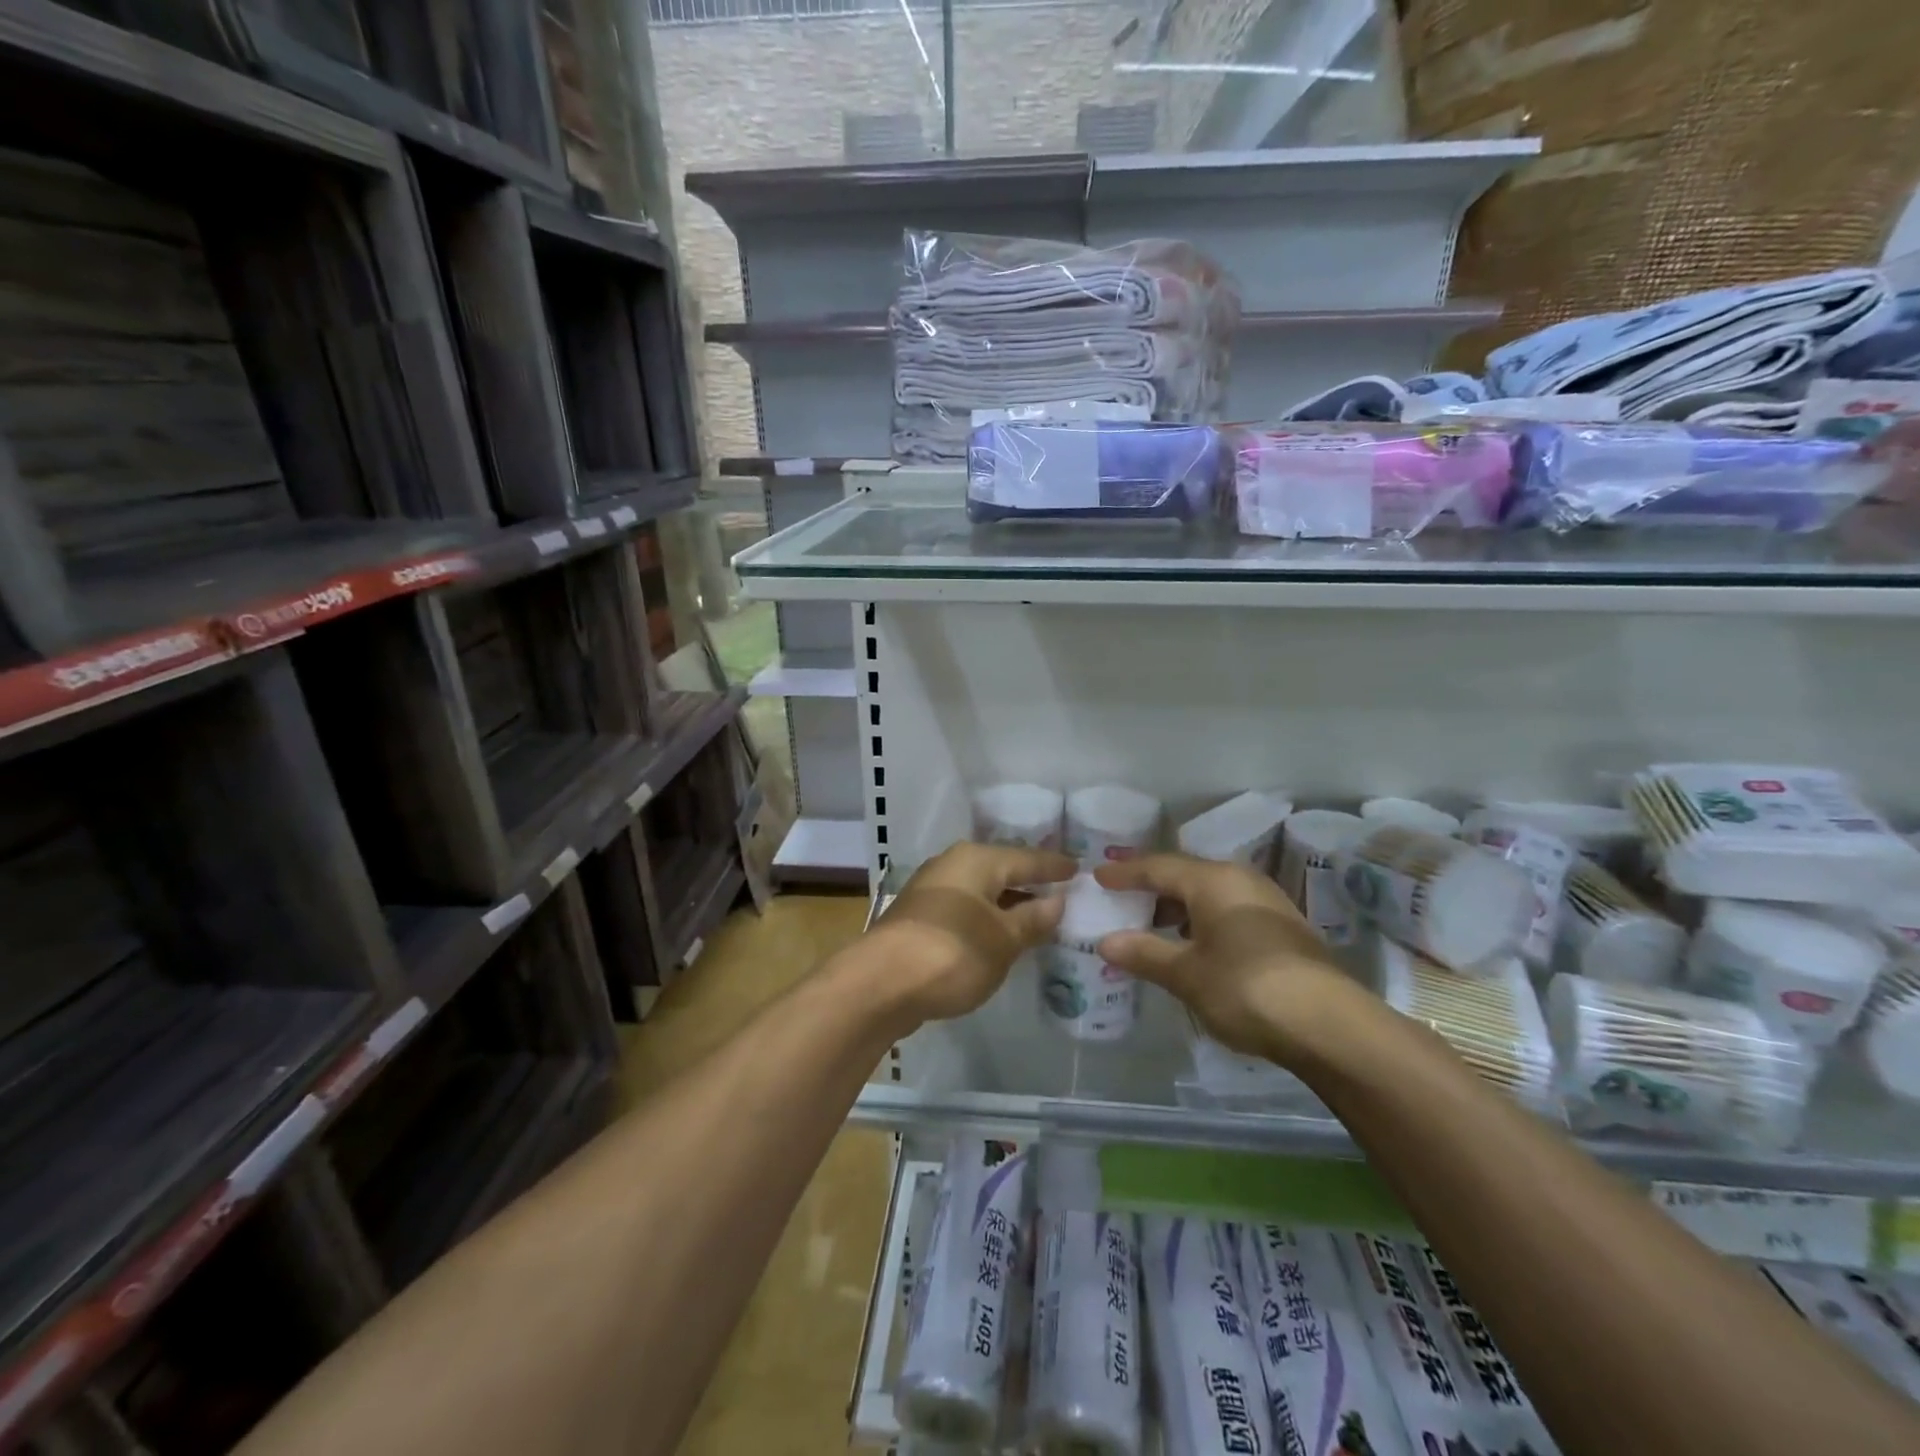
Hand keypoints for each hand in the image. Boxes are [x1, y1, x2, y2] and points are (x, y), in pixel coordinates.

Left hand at [868, 842, 1076, 1022]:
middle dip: (1030, 882)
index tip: (1080, 870)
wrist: (880, 984)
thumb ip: (1032, 919)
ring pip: (981, 890)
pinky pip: (965, 909)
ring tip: (1037, 916)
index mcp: (977, 860)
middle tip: (1062, 891)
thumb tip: (1057, 901)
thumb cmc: (952, 953)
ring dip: (1007, 903)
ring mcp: (931, 891)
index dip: (1055, 867)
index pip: (1027, 858)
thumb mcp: (1003, 940)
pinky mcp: (919, 918)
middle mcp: (952, 865)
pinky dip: (987, 918)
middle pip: (1001, 870)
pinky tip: (999, 935)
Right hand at [1094, 854, 1356, 1061]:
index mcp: (1213, 880)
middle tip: (1121, 901)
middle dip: (1151, 888)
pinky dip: (1202, 920)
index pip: (1157, 867)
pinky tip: (1194, 946)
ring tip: (1153, 927)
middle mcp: (1240, 879)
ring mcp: (1266, 902)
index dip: (1124, 873)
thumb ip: (1144, 953)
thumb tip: (1105, 941)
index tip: (1098, 877)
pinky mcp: (1282, 927)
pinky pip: (1228, 909)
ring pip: (1210, 893)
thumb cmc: (1246, 988)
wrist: (1330, 1025)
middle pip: (1185, 875)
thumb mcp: (1186, 974)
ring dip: (1178, 906)